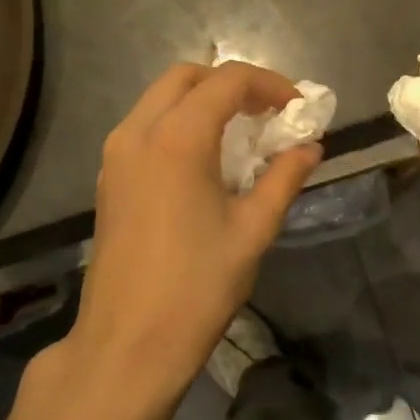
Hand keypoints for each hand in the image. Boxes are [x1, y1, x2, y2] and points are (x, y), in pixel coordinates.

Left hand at [64, 62, 320, 402]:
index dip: (270, 84)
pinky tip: (206, 160)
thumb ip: (284, 178)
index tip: (299, 107)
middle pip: (186, 77)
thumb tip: (310, 147)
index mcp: (177, 139)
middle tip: (269, 113)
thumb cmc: (198, 286)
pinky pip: (145, 128)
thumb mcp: (253, 230)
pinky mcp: (109, 179)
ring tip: (242, 133)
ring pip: (160, 99)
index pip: (227, 81)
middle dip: (232, 84)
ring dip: (202, 102)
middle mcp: (138, 133)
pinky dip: (178, 124)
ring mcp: (116, 156)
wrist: (129, 342)